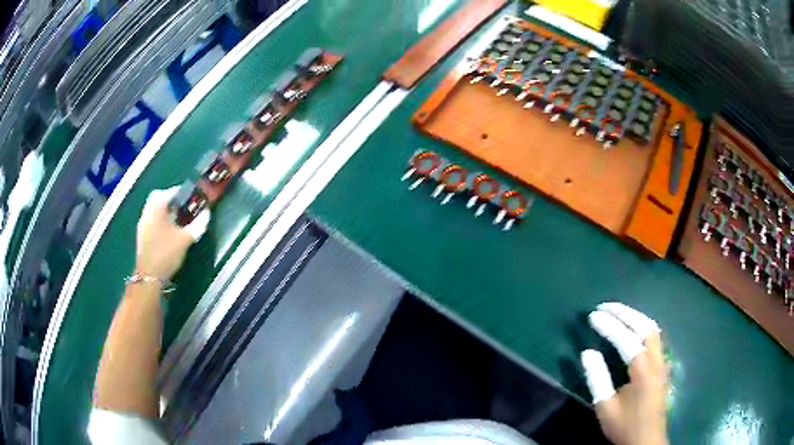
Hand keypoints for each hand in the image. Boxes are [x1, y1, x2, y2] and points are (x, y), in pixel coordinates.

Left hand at [135, 187, 209, 280]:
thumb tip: (206, 213)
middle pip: (158, 197)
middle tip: (182, 206)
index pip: (170, 191)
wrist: (149, 276)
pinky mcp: (142, 235)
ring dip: (164, 210)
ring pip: (153, 209)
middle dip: (170, 199)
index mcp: (157, 207)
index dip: (182, 192)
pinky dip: (160, 220)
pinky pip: (151, 220)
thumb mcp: (185, 239)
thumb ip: (197, 225)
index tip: (191, 196)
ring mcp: (142, 224)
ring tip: (177, 219)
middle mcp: (147, 212)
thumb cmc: (166, 253)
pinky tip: (168, 231)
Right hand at [581, 303, 668, 444]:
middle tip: (606, 306)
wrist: (647, 440)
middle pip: (645, 326)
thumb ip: (597, 379)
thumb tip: (587, 352)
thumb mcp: (605, 407)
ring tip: (618, 312)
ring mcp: (663, 362)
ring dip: (636, 316)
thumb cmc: (625, 426)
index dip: (609, 325)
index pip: (626, 339)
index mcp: (642, 371)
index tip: (593, 316)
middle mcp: (656, 360)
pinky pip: (656, 337)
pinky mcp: (663, 366)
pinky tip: (634, 328)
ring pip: (653, 329)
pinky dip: (643, 326)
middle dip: (625, 312)